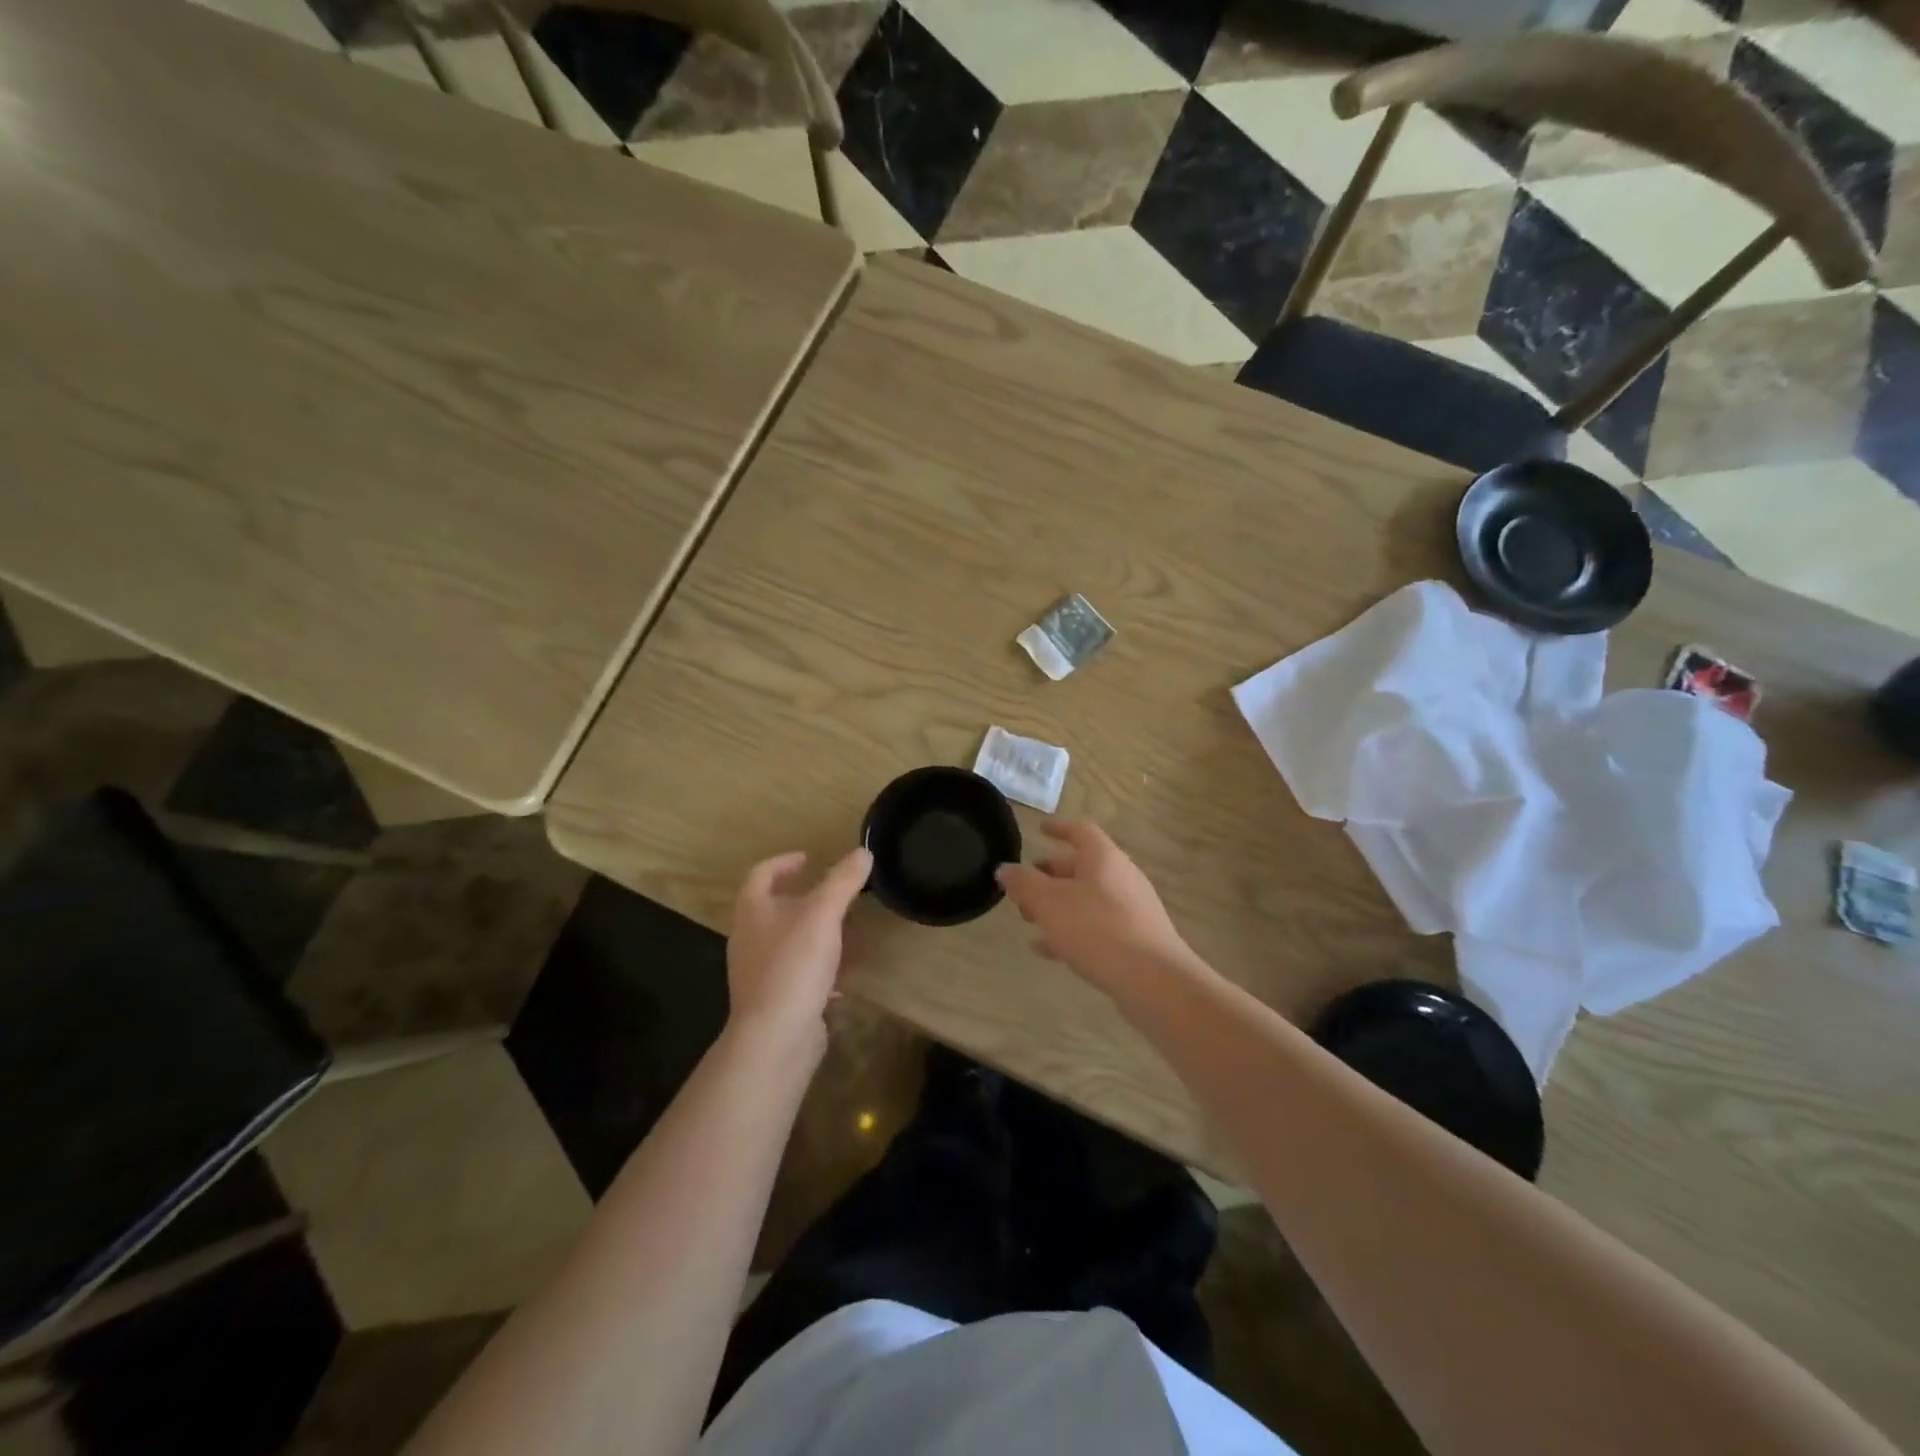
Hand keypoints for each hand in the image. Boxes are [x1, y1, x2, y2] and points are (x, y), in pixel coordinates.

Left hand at [727, 847, 871, 1052]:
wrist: (775, 1037)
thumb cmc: (793, 965)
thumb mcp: (823, 915)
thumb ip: (843, 882)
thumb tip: (862, 853)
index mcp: (752, 911)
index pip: (762, 874)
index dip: (784, 862)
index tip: (809, 858)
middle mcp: (750, 938)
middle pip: (776, 909)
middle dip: (809, 901)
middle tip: (838, 896)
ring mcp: (760, 971)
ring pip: (791, 942)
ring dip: (819, 935)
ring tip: (850, 934)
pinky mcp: (776, 999)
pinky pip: (799, 973)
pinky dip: (821, 968)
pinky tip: (845, 975)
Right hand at [996, 821, 1203, 1000]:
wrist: (1154, 980)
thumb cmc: (1097, 929)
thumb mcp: (1049, 903)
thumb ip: (1024, 884)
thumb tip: (1005, 869)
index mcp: (1103, 857)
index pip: (1080, 831)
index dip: (1058, 828)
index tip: (1039, 829)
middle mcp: (1120, 876)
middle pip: (1081, 866)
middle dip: (1049, 874)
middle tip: (1023, 887)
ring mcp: (1131, 908)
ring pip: (1086, 898)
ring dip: (1057, 905)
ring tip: (1029, 919)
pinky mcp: (1135, 939)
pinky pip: (1096, 926)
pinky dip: (1071, 930)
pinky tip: (1048, 949)